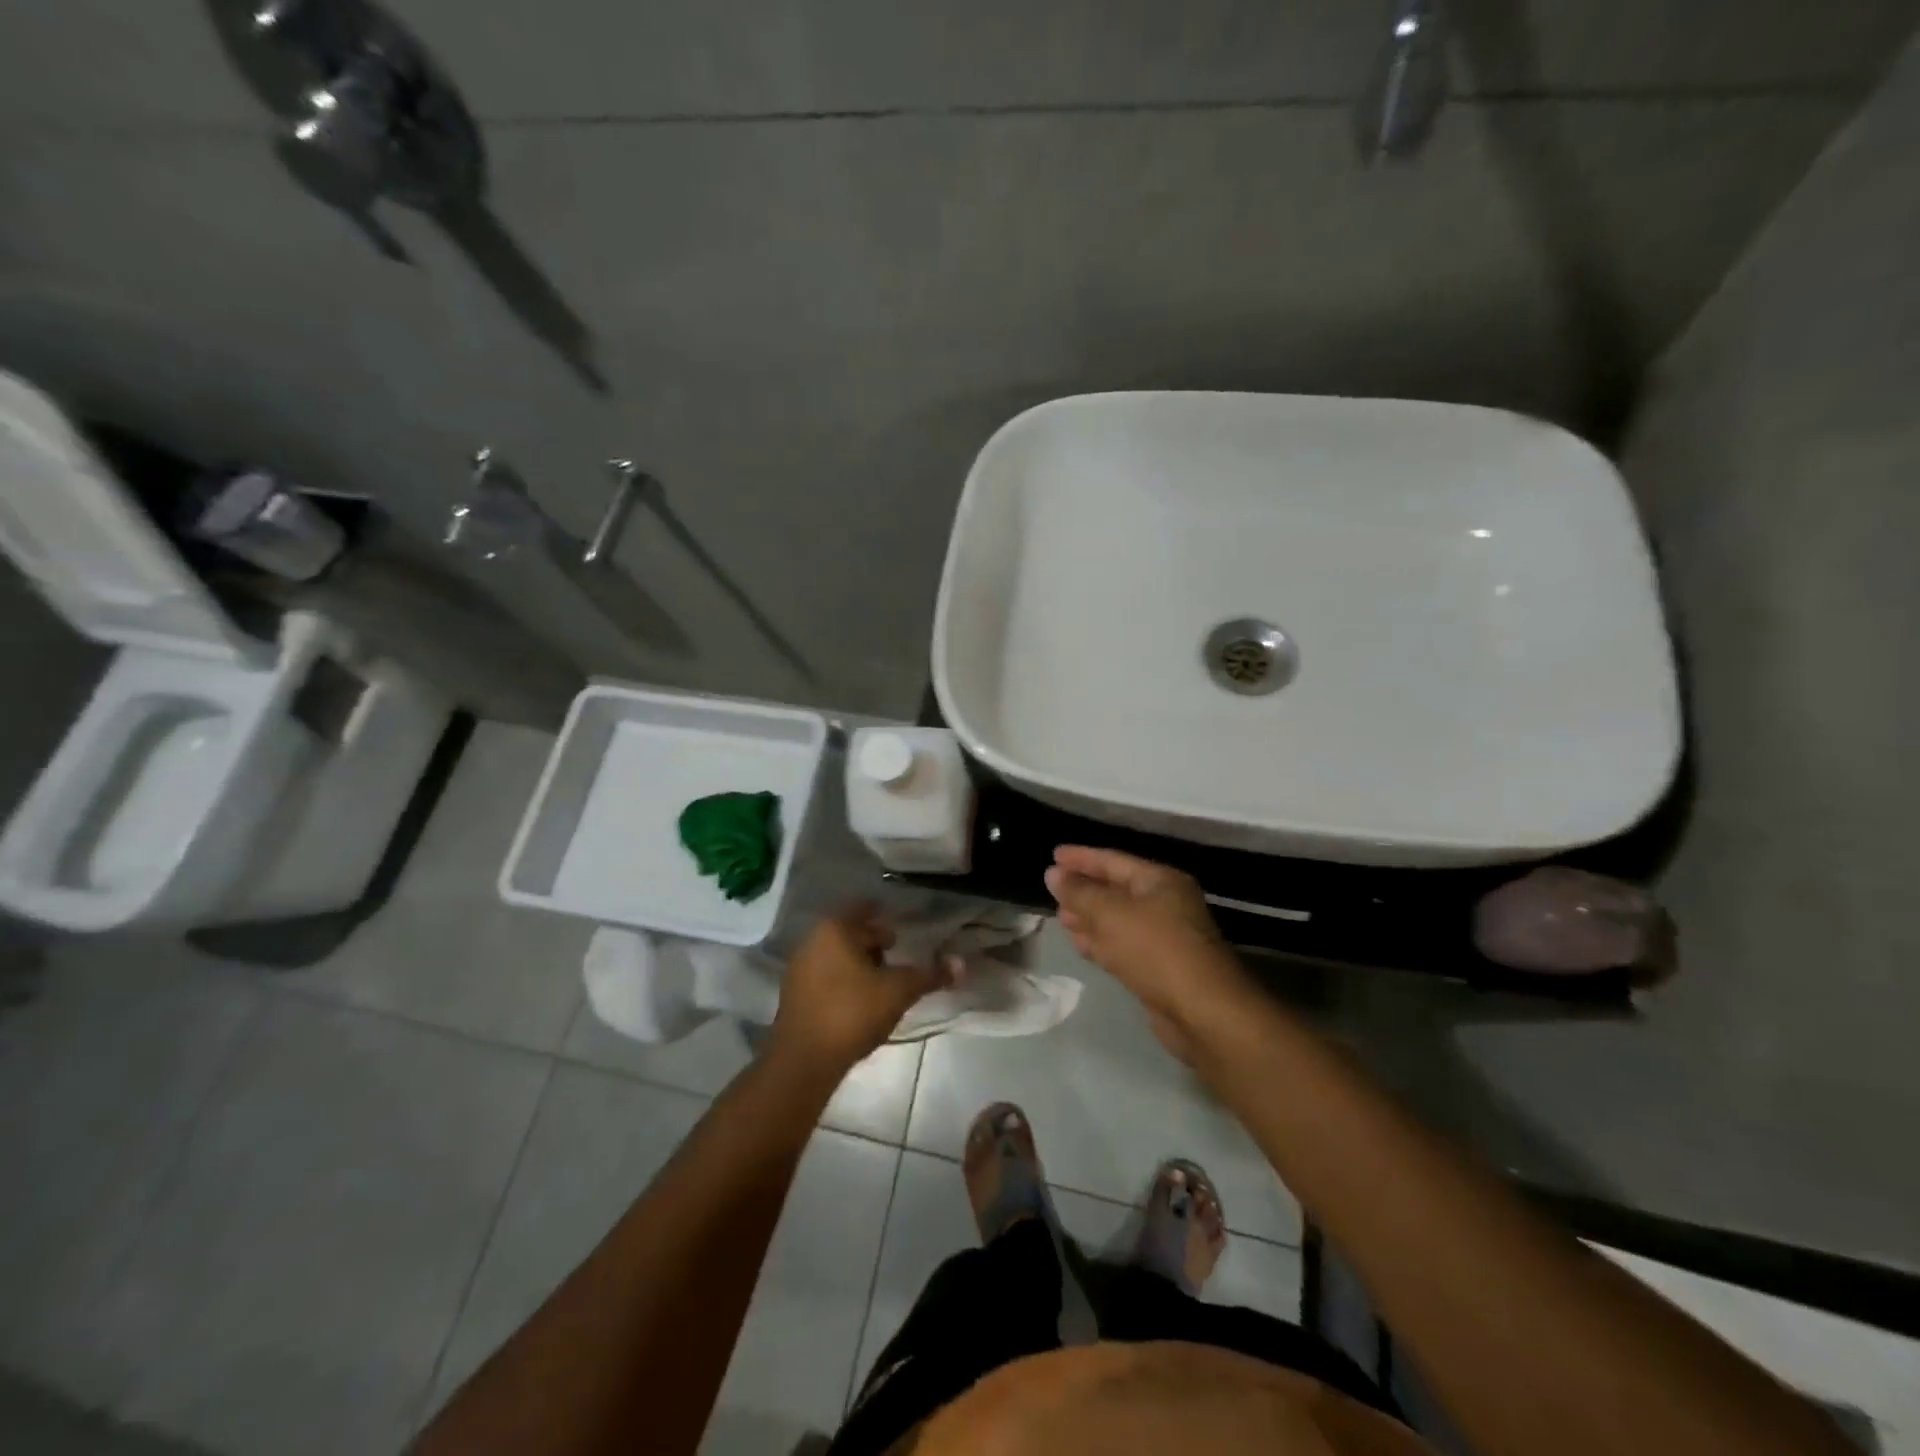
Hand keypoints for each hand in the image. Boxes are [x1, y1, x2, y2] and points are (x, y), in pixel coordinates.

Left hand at [770, 906, 947, 1073]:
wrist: (804, 1061)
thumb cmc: (852, 1012)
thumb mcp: (898, 991)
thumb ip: (929, 975)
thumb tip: (960, 963)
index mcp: (835, 929)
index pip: (864, 908)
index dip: (886, 916)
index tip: (904, 929)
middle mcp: (812, 940)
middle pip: (851, 932)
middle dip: (875, 943)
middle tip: (898, 957)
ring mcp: (799, 967)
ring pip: (838, 954)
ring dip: (861, 964)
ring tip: (884, 983)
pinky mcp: (794, 994)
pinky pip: (826, 975)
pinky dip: (845, 980)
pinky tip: (861, 1001)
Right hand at [1044, 846, 1249, 1034]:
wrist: (1201, 1011)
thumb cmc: (1155, 949)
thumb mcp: (1110, 914)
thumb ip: (1079, 892)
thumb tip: (1053, 874)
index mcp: (1160, 881)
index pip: (1113, 860)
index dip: (1081, 857)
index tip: (1053, 855)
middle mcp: (1165, 903)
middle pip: (1116, 889)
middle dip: (1084, 889)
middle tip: (1053, 889)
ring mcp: (1164, 937)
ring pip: (1118, 919)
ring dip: (1089, 918)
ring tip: (1060, 917)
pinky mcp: (1159, 967)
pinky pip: (1123, 945)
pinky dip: (1101, 942)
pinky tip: (1080, 944)